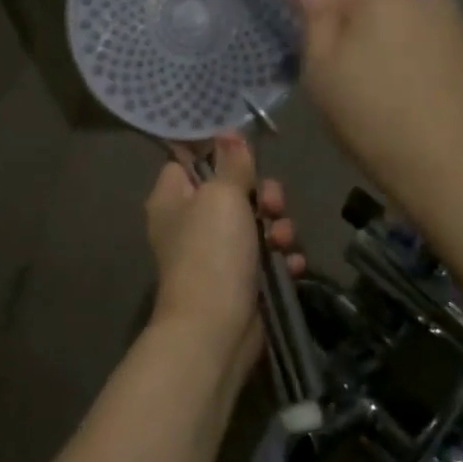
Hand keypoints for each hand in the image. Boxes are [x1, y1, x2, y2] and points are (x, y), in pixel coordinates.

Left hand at [144, 135, 302, 354]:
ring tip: (281, 239)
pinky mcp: (239, 280)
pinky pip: (266, 257)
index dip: (217, 156)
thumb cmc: (211, 252)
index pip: (188, 162)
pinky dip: (280, 259)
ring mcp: (214, 254)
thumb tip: (228, 132)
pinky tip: (290, 264)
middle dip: (262, 195)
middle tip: (272, 203)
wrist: (216, 329)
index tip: (245, 154)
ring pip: (254, 223)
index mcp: (172, 199)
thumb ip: (230, 164)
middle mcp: (189, 223)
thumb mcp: (221, 196)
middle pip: (231, 191)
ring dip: (276, 228)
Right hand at [294, 0, 462, 231]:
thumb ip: (314, 23)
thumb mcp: (321, 72)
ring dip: (397, 54)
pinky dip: (426, 72)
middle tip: (350, 85)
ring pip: (412, 34)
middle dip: (363, 38)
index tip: (317, 60)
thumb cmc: (372, 118)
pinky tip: (421, 108)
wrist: (457, 170)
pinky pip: (440, 57)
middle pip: (379, 13)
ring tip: (389, 100)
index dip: (322, 28)